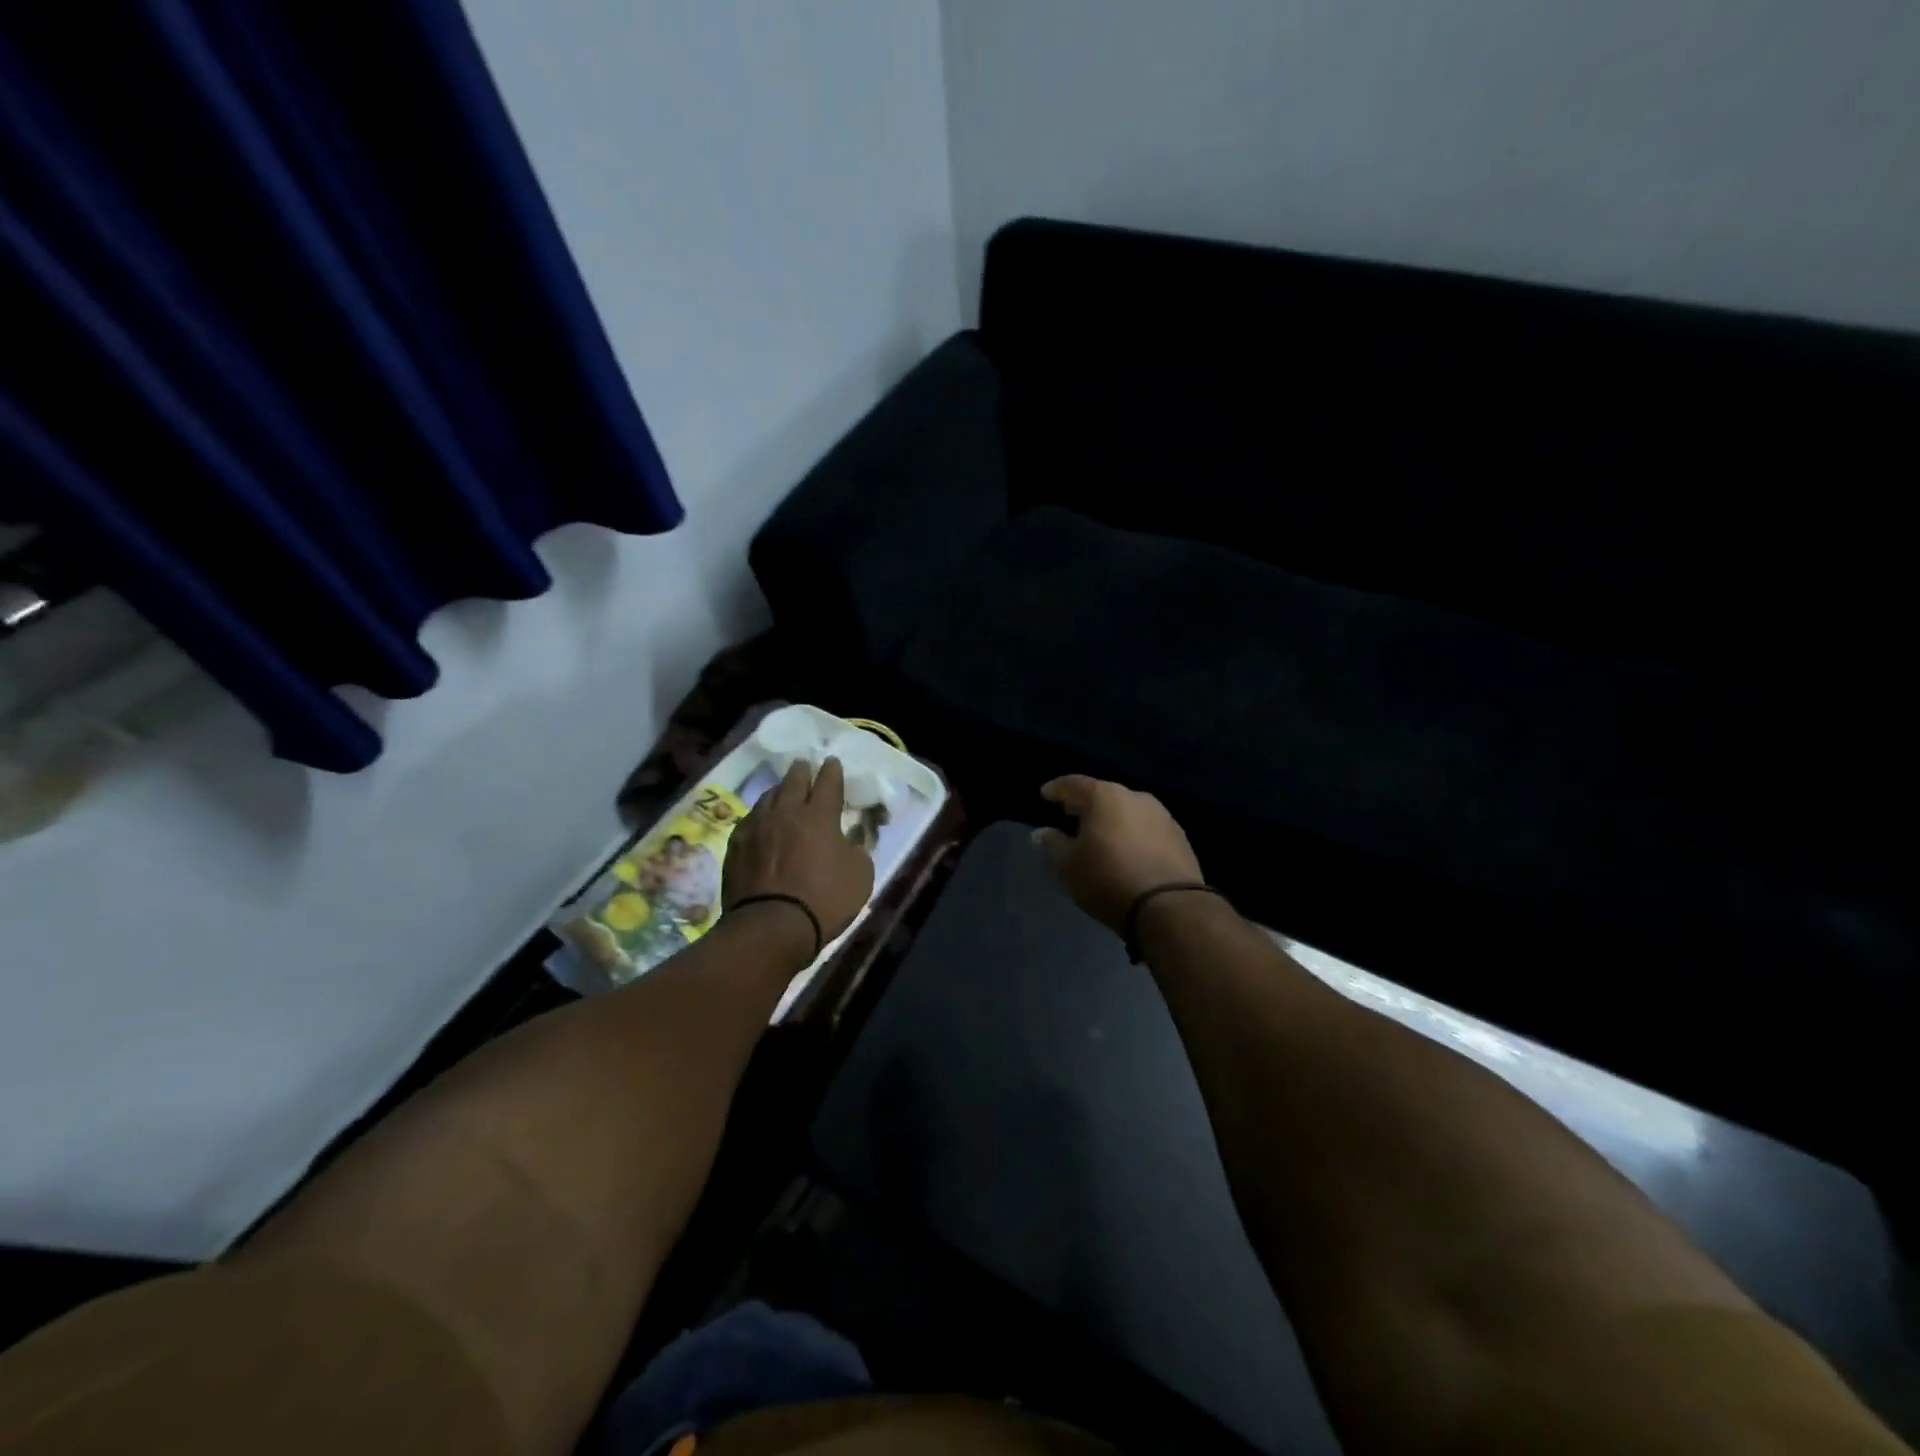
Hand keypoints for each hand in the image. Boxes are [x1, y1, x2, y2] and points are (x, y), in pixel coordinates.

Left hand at [724, 756, 873, 954]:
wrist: (771, 926)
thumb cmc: (824, 900)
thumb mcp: (861, 876)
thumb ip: (857, 850)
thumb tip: (848, 840)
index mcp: (820, 815)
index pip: (828, 782)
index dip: (832, 771)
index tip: (832, 762)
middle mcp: (786, 812)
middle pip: (793, 781)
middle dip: (802, 771)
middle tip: (804, 766)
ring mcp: (757, 827)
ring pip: (768, 797)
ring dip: (779, 791)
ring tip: (782, 791)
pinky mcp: (736, 846)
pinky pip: (750, 820)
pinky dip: (760, 816)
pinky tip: (761, 821)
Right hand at [1034, 775, 1204, 932]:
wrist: (1169, 906)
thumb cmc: (1107, 879)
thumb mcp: (1069, 865)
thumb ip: (1054, 844)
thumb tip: (1041, 833)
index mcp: (1104, 796)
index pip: (1074, 784)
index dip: (1057, 789)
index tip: (1046, 794)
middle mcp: (1135, 797)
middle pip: (1104, 794)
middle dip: (1086, 803)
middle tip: (1071, 813)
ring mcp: (1162, 815)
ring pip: (1128, 810)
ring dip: (1112, 818)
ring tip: (1100, 833)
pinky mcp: (1179, 836)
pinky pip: (1147, 827)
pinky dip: (1132, 832)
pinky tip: (1127, 848)